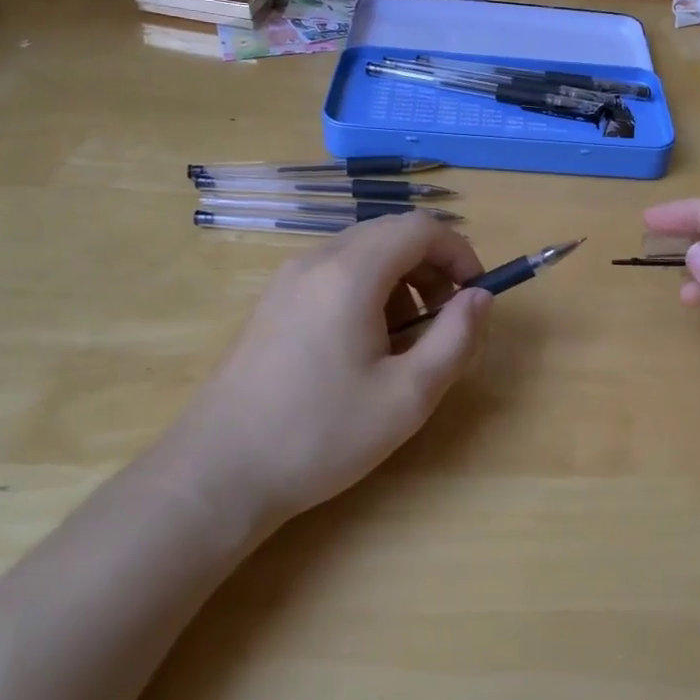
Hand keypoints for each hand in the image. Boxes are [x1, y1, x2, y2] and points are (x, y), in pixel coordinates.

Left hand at [179, 213, 491, 526]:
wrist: (218, 471)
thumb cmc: (321, 434)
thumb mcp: (407, 396)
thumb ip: (456, 338)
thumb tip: (480, 297)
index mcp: (351, 273)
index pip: (421, 228)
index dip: (459, 251)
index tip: (474, 293)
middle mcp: (317, 260)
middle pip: (391, 233)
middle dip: (431, 265)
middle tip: (446, 317)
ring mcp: (288, 279)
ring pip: (362, 251)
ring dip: (400, 278)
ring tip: (406, 337)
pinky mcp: (273, 301)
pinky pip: (333, 272)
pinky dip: (367, 288)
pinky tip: (363, 344)